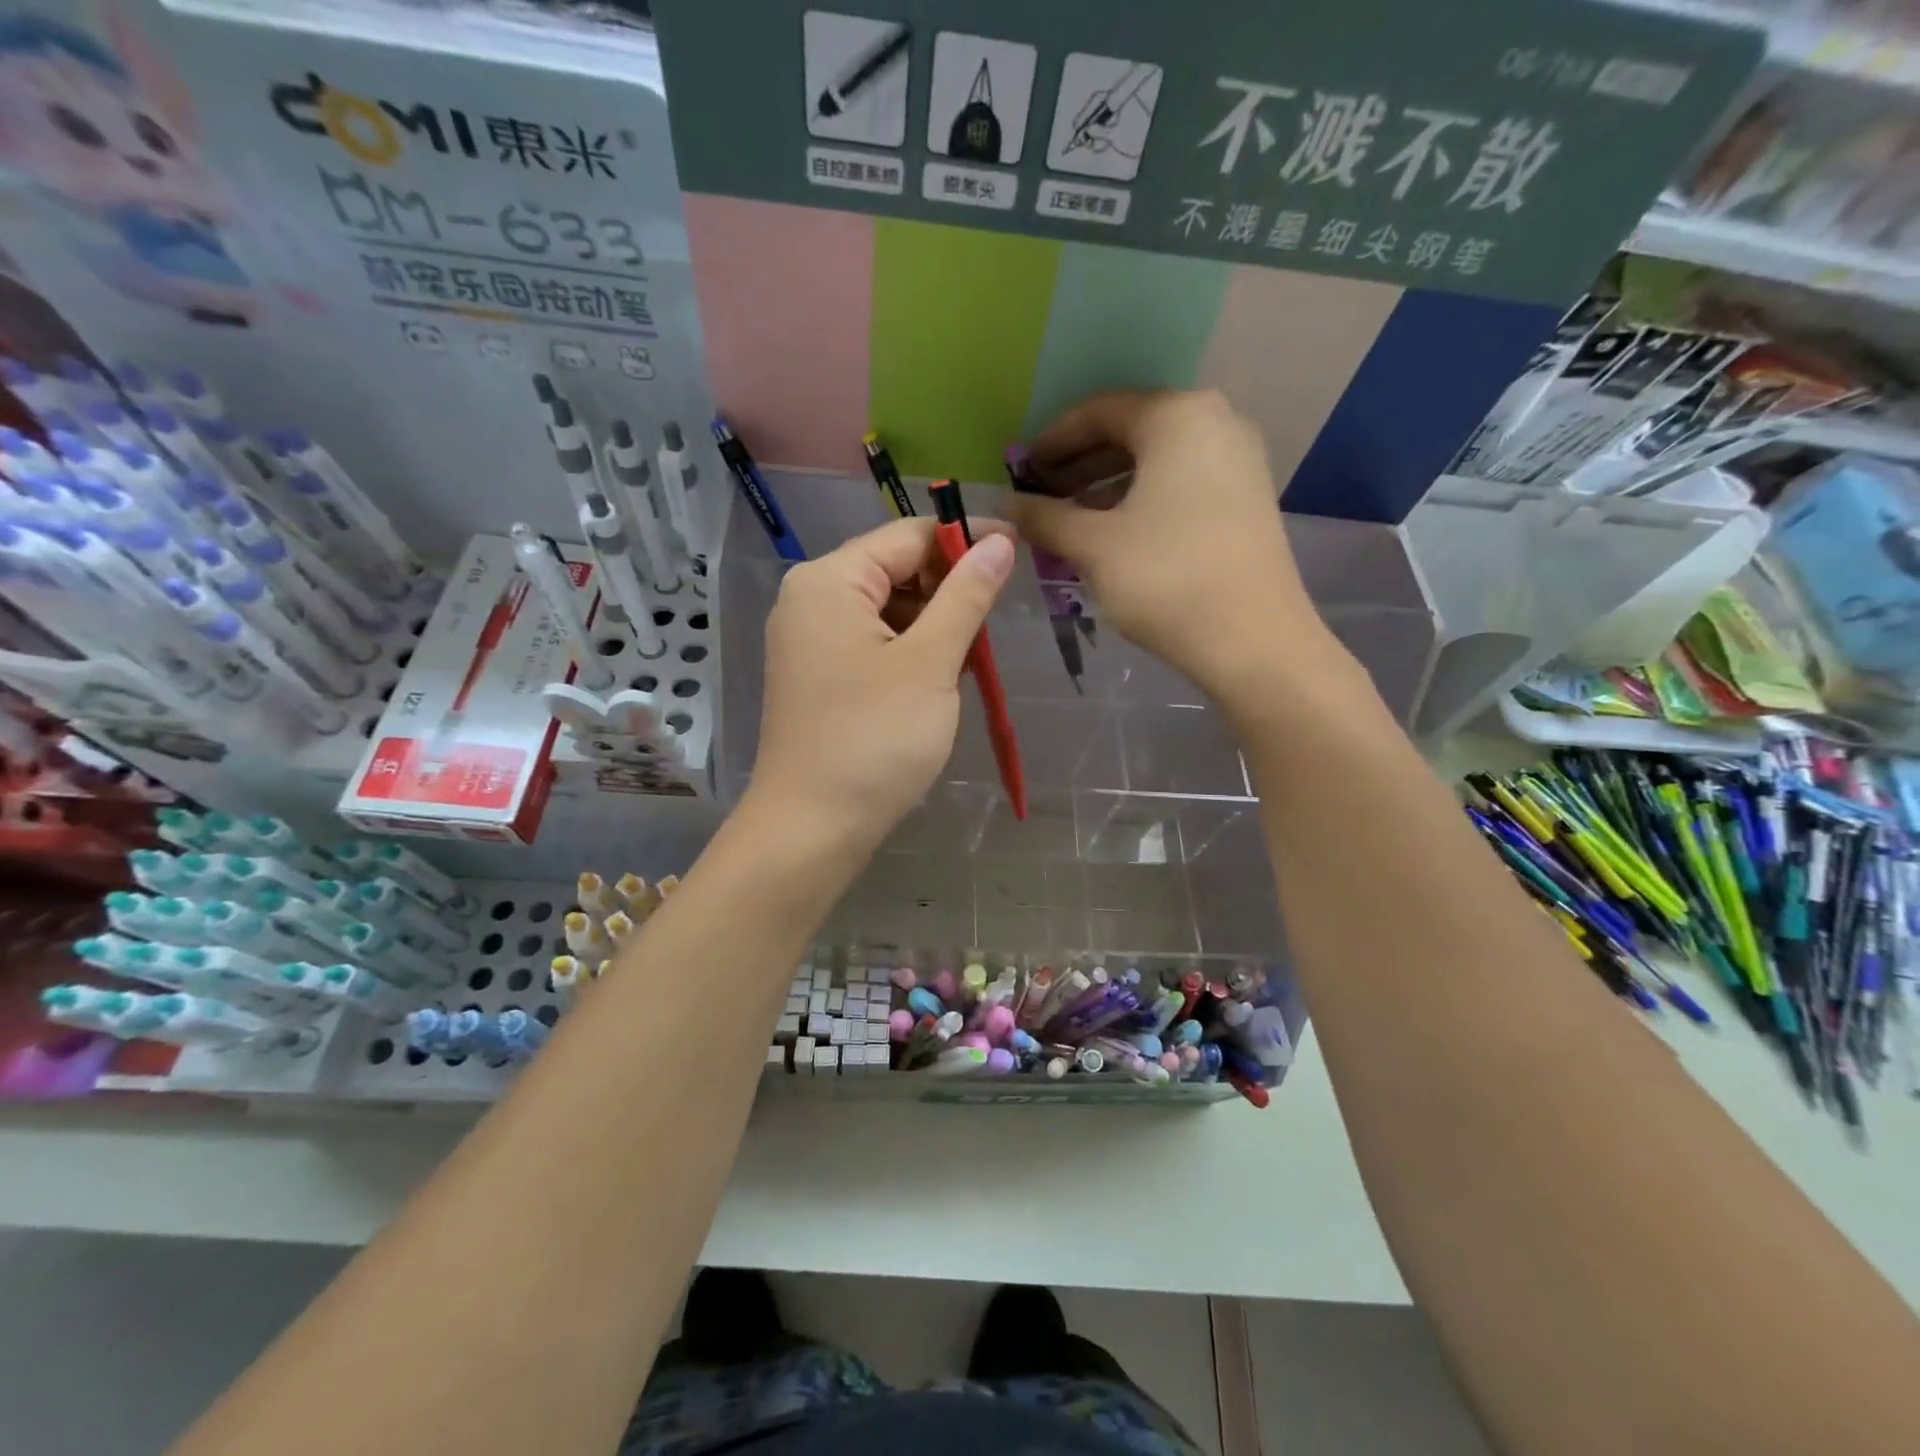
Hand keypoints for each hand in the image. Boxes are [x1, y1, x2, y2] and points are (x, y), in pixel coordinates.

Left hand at [747, 517, 1014, 852]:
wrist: (812, 828)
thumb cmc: (874, 739)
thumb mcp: (930, 663)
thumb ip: (966, 596)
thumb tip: (999, 541)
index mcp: (830, 580)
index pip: (908, 535)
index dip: (965, 538)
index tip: (1018, 551)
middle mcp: (811, 599)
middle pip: (895, 569)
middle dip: (948, 589)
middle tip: (993, 623)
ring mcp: (811, 640)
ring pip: (888, 610)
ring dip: (933, 626)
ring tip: (970, 659)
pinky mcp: (819, 676)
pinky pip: (873, 643)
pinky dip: (910, 652)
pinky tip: (938, 680)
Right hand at [1015, 389, 1357, 706]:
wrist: (1253, 641)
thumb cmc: (1166, 579)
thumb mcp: (1093, 545)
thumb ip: (1045, 517)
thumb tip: (1006, 506)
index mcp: (1177, 417)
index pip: (1099, 411)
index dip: (1052, 440)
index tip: (1020, 471)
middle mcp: (1215, 423)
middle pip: (1130, 432)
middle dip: (1079, 464)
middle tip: (1041, 496)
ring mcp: (1238, 462)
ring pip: (1156, 461)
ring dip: (1106, 486)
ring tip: (1068, 519)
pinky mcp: (1246, 500)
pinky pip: (1180, 484)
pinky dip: (1140, 501)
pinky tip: (1112, 533)